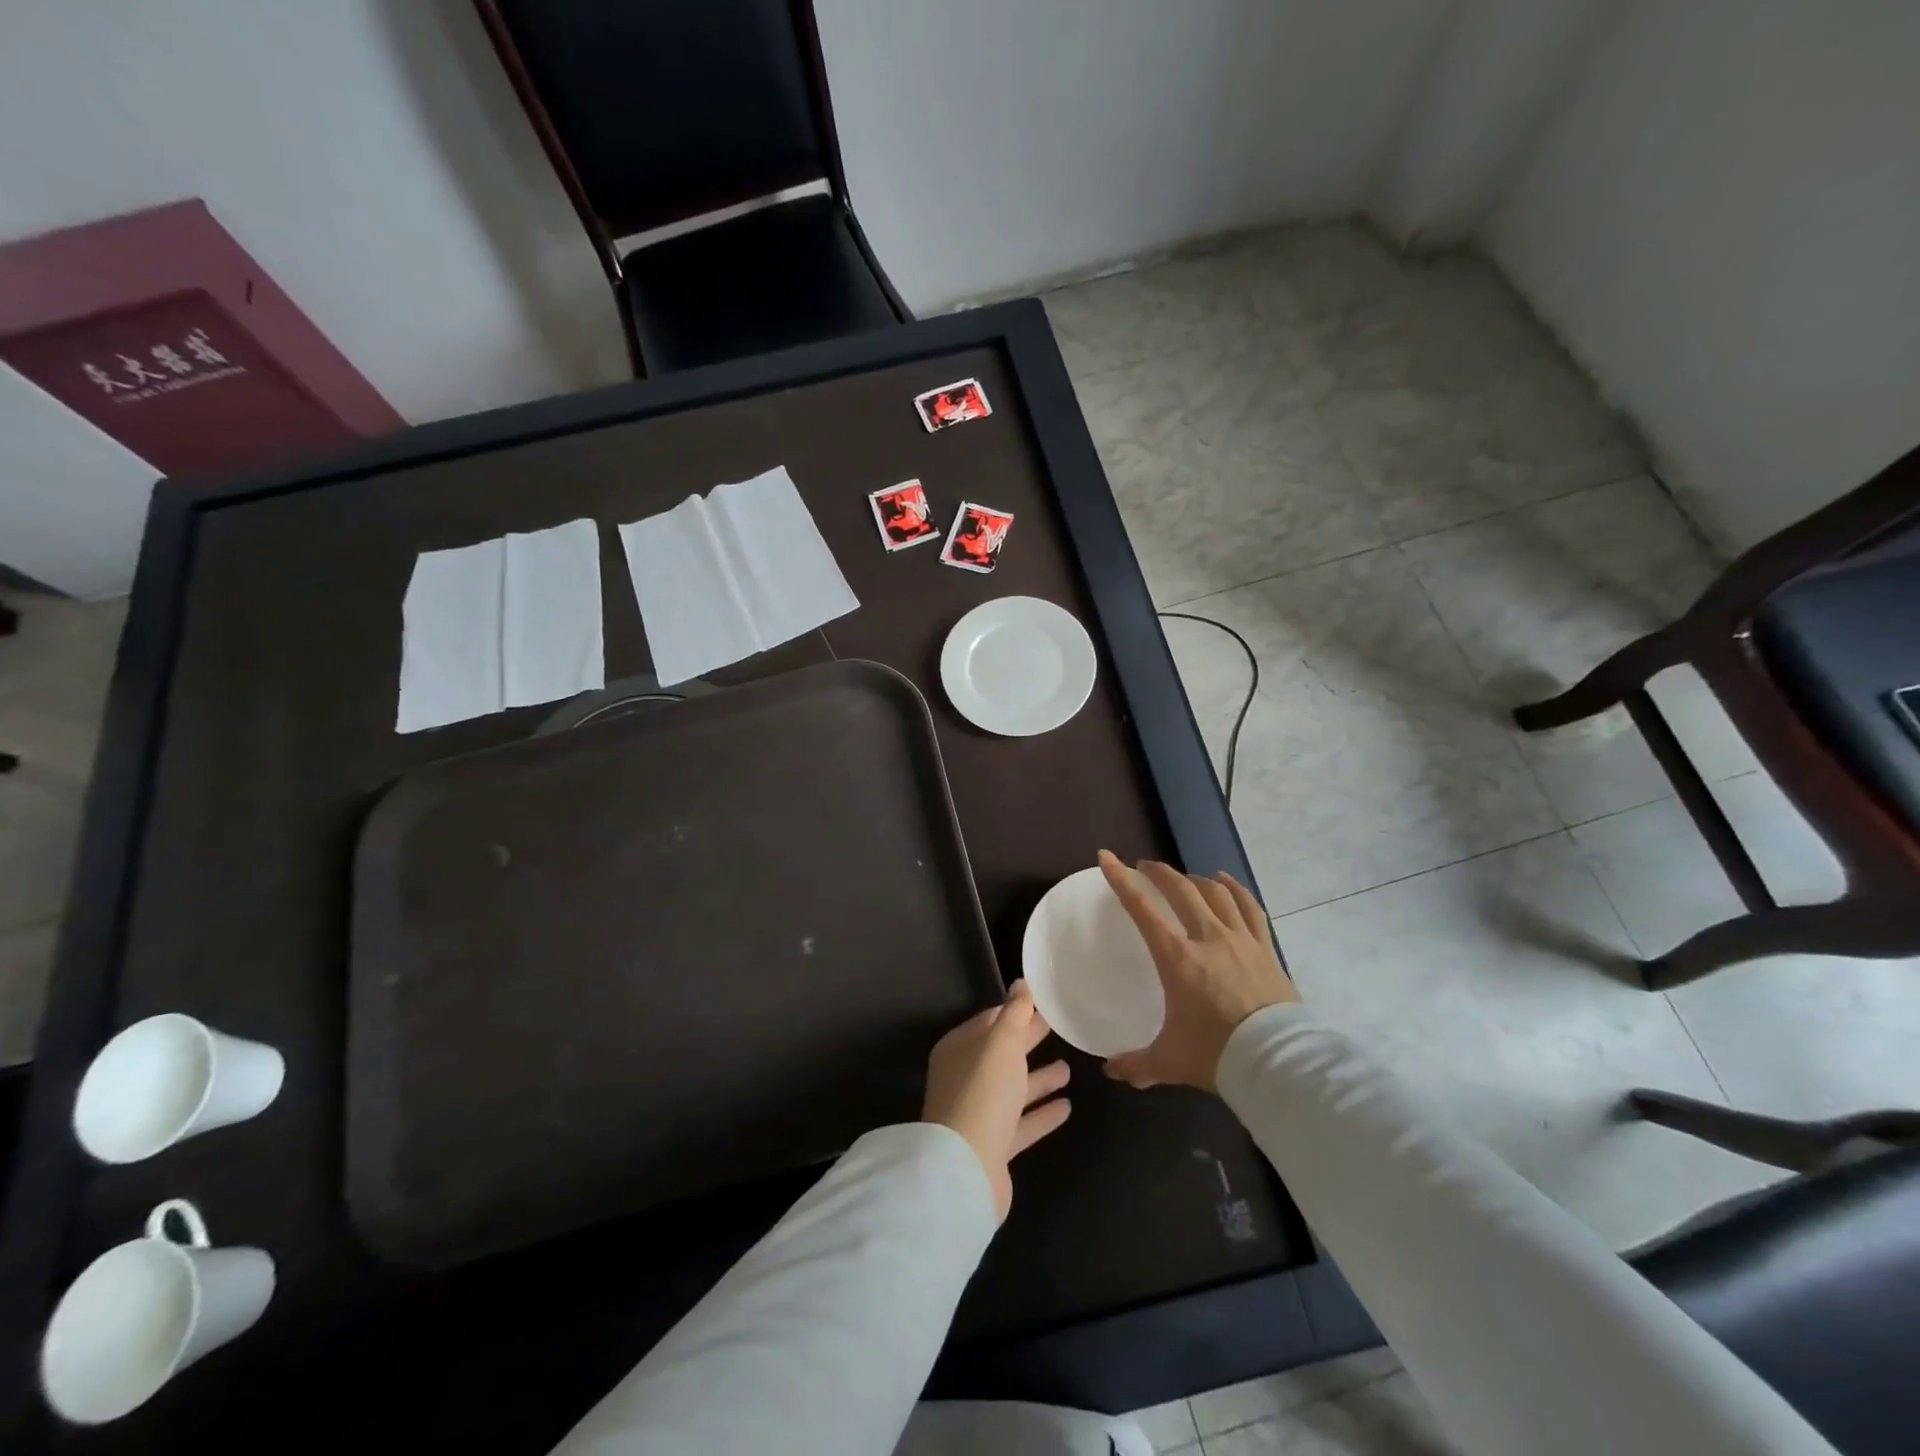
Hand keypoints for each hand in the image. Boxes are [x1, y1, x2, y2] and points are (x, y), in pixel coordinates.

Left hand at [923, 980, 1070, 1222]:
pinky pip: (1022, 1123)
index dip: (1014, 1012)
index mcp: (959, 1050)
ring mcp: (979, 1114)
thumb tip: (1021, 983)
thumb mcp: (1001, 1043)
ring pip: (1013, 1090)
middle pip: (1002, 1055)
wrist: (966, 1168)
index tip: (1043, 1004)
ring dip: (1039, 1079)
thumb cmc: (983, 1092)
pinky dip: (1042, 1113)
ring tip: (1069, 1068)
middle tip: (1059, 1028)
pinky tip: (1067, 1107)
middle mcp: (965, 1079)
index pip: (989, 1022)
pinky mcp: (995, 1147)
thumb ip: (1015, 1013)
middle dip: (1028, 1041)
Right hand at [1098, 849, 1298, 1091]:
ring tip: (1184, 878)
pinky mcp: (1266, 949)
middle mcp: (1207, 938)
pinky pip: (1249, 907)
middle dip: (1159, 873)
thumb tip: (1110, 1071)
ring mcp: (1240, 940)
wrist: (1279, 1063)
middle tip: (1145, 867)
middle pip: (1181, 890)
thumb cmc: (1218, 1055)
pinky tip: (1225, 881)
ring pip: (1215, 893)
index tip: (1107, 857)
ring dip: (1194, 879)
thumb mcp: (1170, 1061)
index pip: (1143, 909)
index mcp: (1177, 958)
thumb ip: (1137, 1063)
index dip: (1121, 880)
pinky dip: (1234, 889)